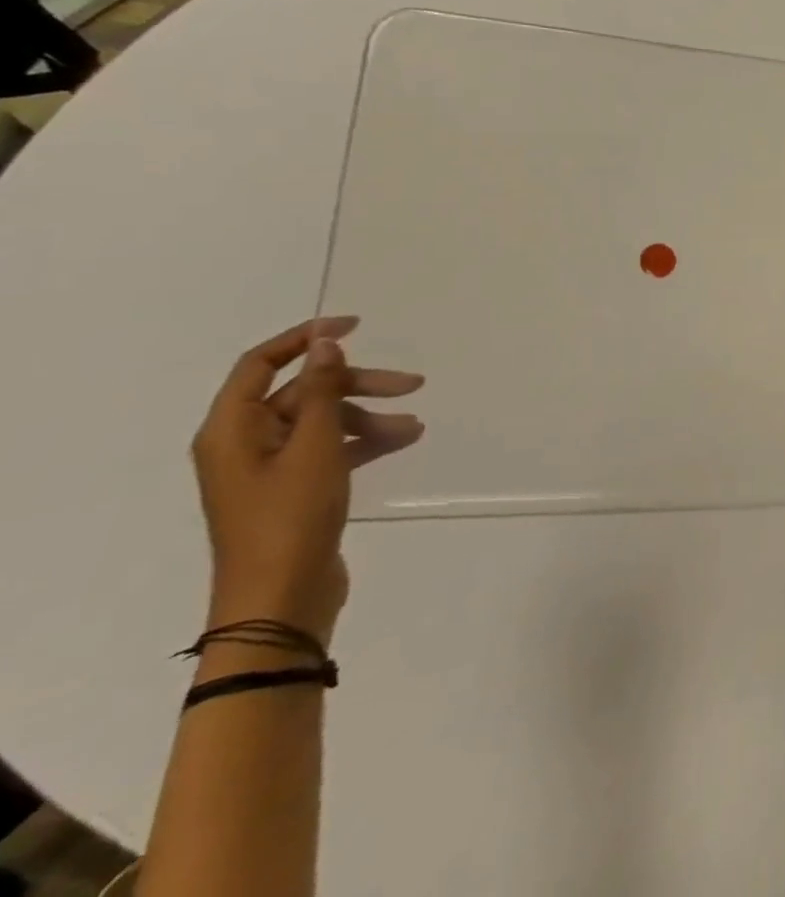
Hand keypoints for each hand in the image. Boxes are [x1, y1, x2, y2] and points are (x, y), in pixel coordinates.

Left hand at [191, 317, 424, 645]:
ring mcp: (269, 468)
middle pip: (302, 393)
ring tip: (414, 426)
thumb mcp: (312, 447)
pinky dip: (363, 441)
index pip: (260, 364)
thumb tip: (324, 343)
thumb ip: (319, 392)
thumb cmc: (290, 517)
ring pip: (322, 421)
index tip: (356, 324)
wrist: (280, 599)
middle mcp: (244, 443)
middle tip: (410, 384)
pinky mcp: (293, 489)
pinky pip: (329, 448)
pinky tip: (402, 442)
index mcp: (231, 430)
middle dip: (356, 384)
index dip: (305, 338)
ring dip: (368, 417)